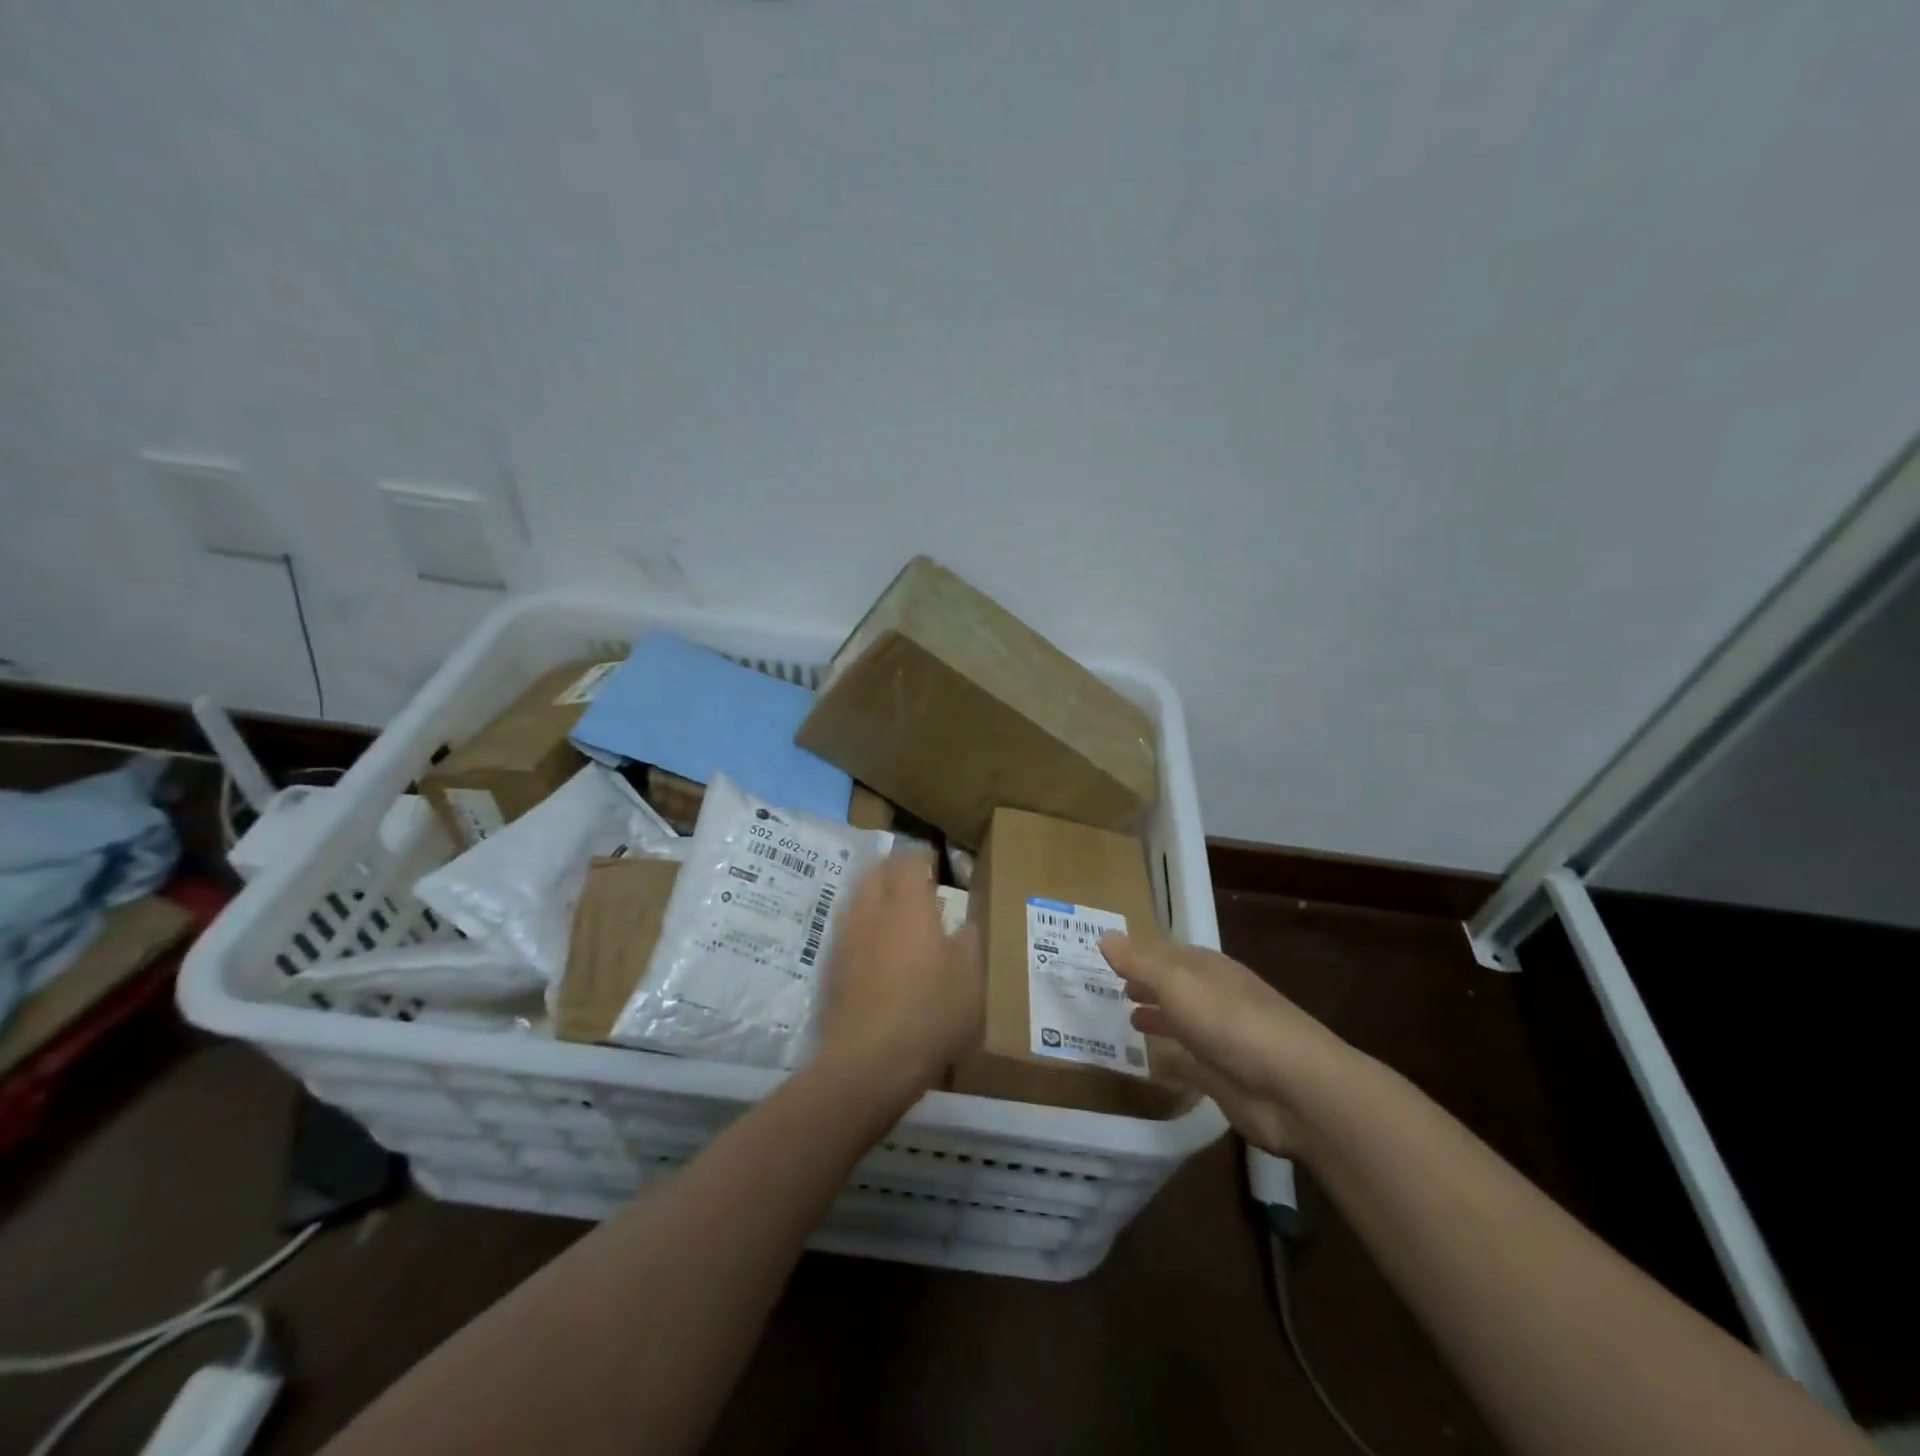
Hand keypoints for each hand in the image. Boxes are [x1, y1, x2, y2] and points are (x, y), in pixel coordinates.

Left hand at [816, 849, 982, 1102]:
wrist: (867, 1064)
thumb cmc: (929, 1015)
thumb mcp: (970, 980)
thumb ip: (969, 943)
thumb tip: (966, 924)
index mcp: (908, 906)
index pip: (908, 860)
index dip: (921, 855)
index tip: (936, 862)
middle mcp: (871, 911)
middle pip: (876, 872)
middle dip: (894, 869)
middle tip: (916, 882)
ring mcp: (846, 938)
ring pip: (857, 898)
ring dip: (876, 895)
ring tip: (897, 913)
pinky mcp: (831, 966)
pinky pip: (848, 928)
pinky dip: (864, 925)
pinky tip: (878, 950)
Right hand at [1100, 934, 1353, 1155]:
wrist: (1294, 1088)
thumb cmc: (1230, 1022)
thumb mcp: (1177, 983)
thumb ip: (1139, 963)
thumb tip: (1104, 937)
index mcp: (1206, 968)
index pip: (1165, 951)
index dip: (1137, 953)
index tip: (1107, 955)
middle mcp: (1213, 997)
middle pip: (1174, 985)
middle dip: (1146, 983)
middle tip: (1112, 987)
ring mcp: (1220, 1038)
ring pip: (1182, 1020)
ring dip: (1158, 1016)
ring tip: (1127, 1018)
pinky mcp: (1223, 1078)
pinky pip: (1188, 1062)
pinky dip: (1171, 1057)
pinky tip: (1151, 1061)